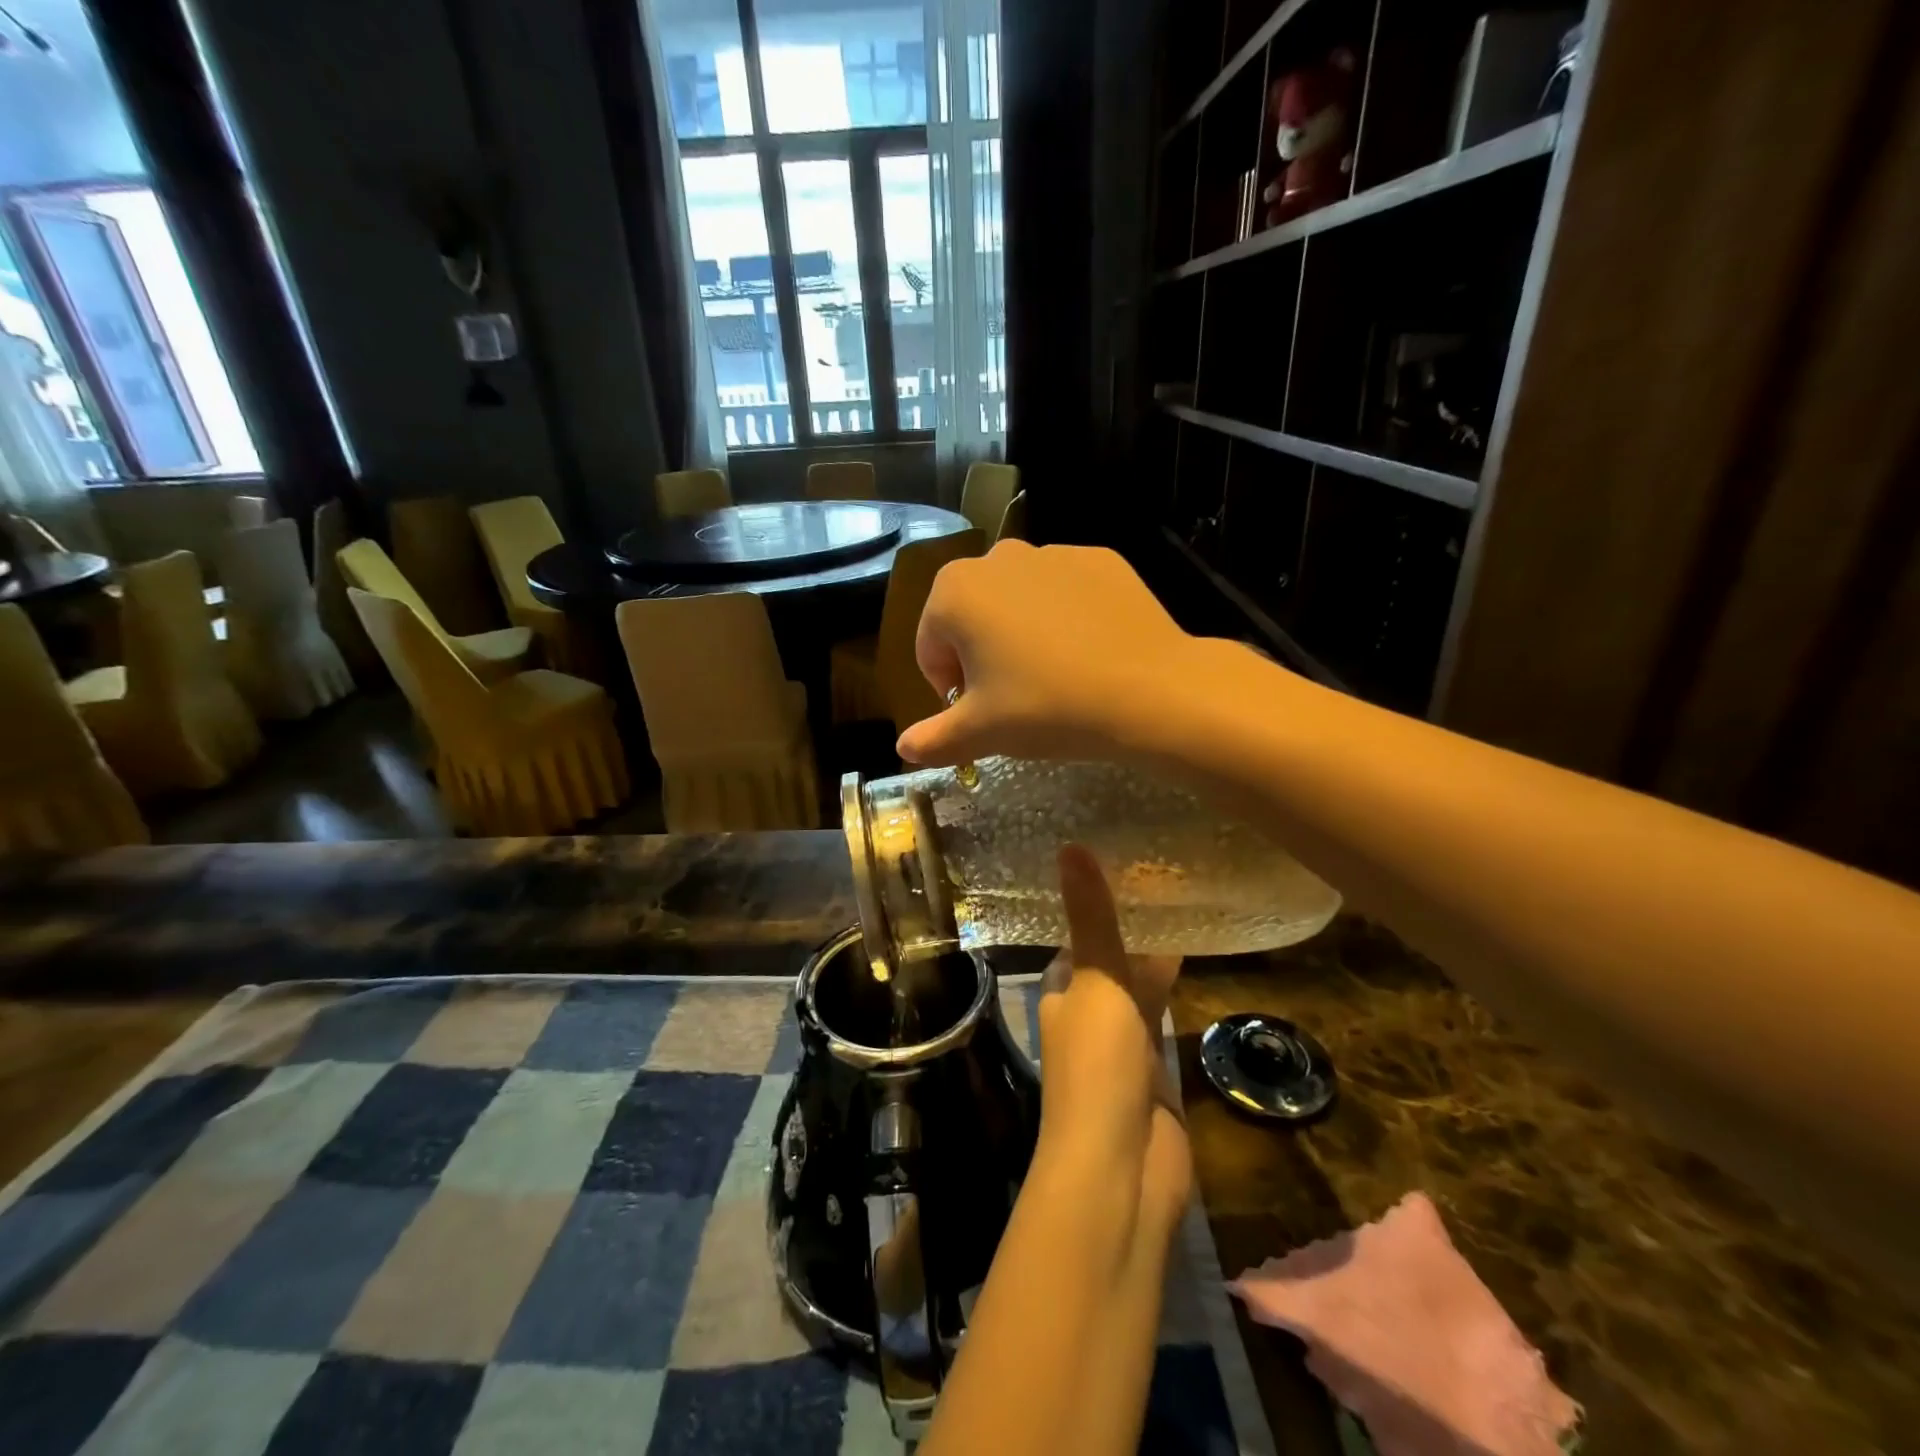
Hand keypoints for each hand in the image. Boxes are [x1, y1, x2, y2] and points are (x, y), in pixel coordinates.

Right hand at [897, 541, 1198, 766]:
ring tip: (1055, 676)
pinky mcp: (1100, 559)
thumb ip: (933, 739)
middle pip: (972, 616)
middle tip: (1015, 696)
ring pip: (1018, 601)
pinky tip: (1089, 653)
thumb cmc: (1046, 707)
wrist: (1147, 690)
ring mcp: (1054, 553)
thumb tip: (903, 747)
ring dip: (1022, 634)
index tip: (980, 711)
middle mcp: (998, 558)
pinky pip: (1065, 593)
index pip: (931, 645)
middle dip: (982, 654)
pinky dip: (1066, 618)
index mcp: (955, 592)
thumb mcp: (981, 732)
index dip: (949, 685)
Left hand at [1034, 845, 1191, 1248]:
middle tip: (1170, 872)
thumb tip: (1069, 846)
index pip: (1079, 934)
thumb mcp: (1095, 980)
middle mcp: (1087, 1011)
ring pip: (1140, 986)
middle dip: (1134, 926)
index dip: (1098, 902)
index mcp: (1062, 988)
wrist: (1121, 1170)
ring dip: (1156, 955)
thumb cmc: (1097, 1066)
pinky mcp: (1156, 1070)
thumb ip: (1091, 918)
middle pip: (1112, 959)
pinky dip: (1176, 990)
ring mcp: (1122, 1043)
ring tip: (1188, 901)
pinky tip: (1199, 959)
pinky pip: (1164, 1018)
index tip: (1127, 860)